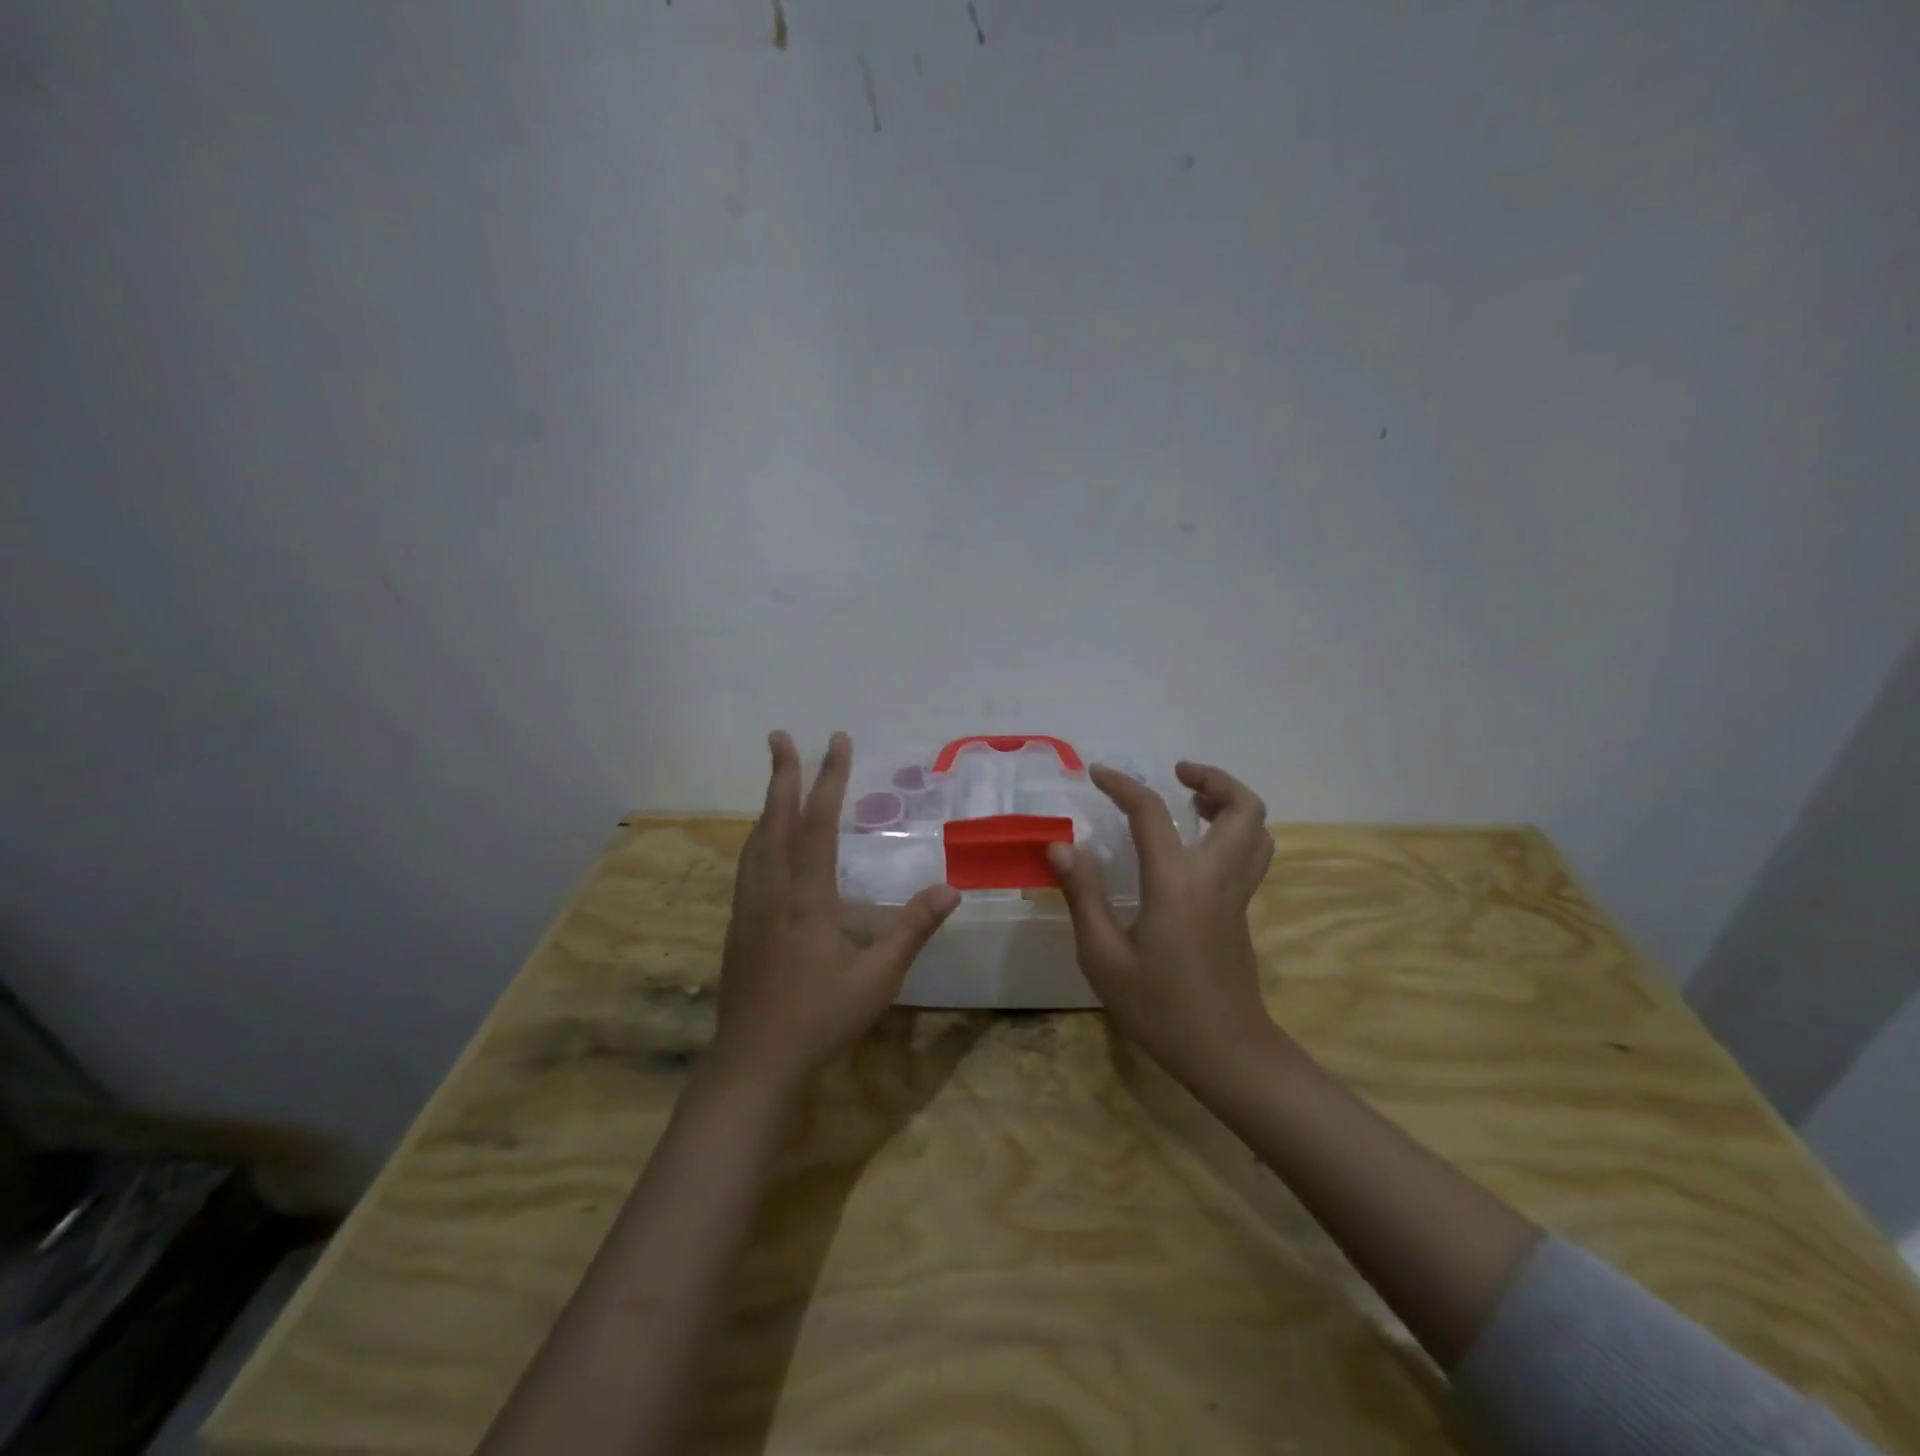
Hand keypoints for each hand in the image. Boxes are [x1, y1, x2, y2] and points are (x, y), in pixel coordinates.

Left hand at [713, 731, 959, 1092]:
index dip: (829, 779)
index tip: (837, 742)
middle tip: (781, 736)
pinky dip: (760, 834)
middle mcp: (772, 890)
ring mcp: (749, 906)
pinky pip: (749, 862)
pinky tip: (765, 840)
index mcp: (806, 897)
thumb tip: (951, 888)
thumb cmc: (820, 1019)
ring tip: (779, 776)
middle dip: (783, 774)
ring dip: (768, 801)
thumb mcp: (877, 978)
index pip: (818, 823)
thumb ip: (912, 930)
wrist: (754, 1062)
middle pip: (776, 819)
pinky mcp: (739, 924)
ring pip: (757, 839)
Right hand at [1046, 761, 1277, 1092]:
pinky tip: (1196, 846)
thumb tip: (1061, 846)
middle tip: (1176, 774)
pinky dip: (1232, 830)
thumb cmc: (1159, 1008)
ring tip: (1192, 801)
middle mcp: (1216, 877)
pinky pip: (1251, 853)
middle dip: (1213, 778)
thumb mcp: (1104, 956)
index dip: (1123, 785)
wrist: (1227, 1053)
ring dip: (1230, 802)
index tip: (1097, 773)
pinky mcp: (1243, 912)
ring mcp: (1237, 894)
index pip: (1151, 812)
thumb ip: (1083, 895)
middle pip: (1243, 807)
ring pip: (1258, 829)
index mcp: (1177, 882)